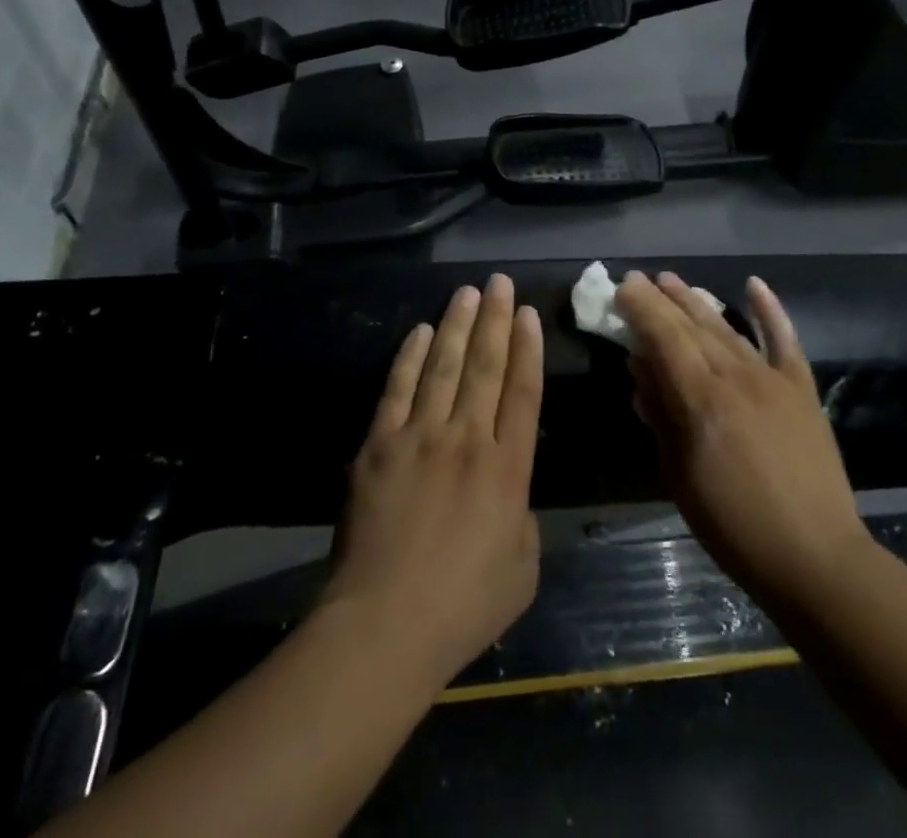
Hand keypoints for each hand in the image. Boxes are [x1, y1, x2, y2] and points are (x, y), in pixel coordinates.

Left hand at [319, 274, 543, 690]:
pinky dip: (410, 357)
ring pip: (443, 366)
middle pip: (485, 366)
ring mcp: (420, 437)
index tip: (527, 313)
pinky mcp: (379, 445)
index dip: (527, 348)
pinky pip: (398, 389)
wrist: (386, 624)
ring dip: (456, 325)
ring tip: (466, 292)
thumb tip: (509, 487)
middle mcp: (467, 439)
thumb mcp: (522, 567)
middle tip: (499, 282)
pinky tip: (420, 331)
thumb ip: (522, 516)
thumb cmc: (463, 606)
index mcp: (508, 469)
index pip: (523, 391)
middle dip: (494, 319)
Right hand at [616, 271, 868, 616]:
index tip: (623, 286)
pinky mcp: (802, 390)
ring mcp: (773, 379)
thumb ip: (661, 417)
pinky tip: (754, 285)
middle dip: (663, 300)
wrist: (816, 558)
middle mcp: (736, 377)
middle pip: (693, 327)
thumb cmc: (735, 526)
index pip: (665, 338)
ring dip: (698, 301)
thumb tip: (641, 371)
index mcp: (702, 400)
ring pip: (728, 328)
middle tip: (640, 279)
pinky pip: (785, 341)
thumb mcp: (680, 477)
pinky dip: (770, 310)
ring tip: (674, 281)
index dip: (642, 309)